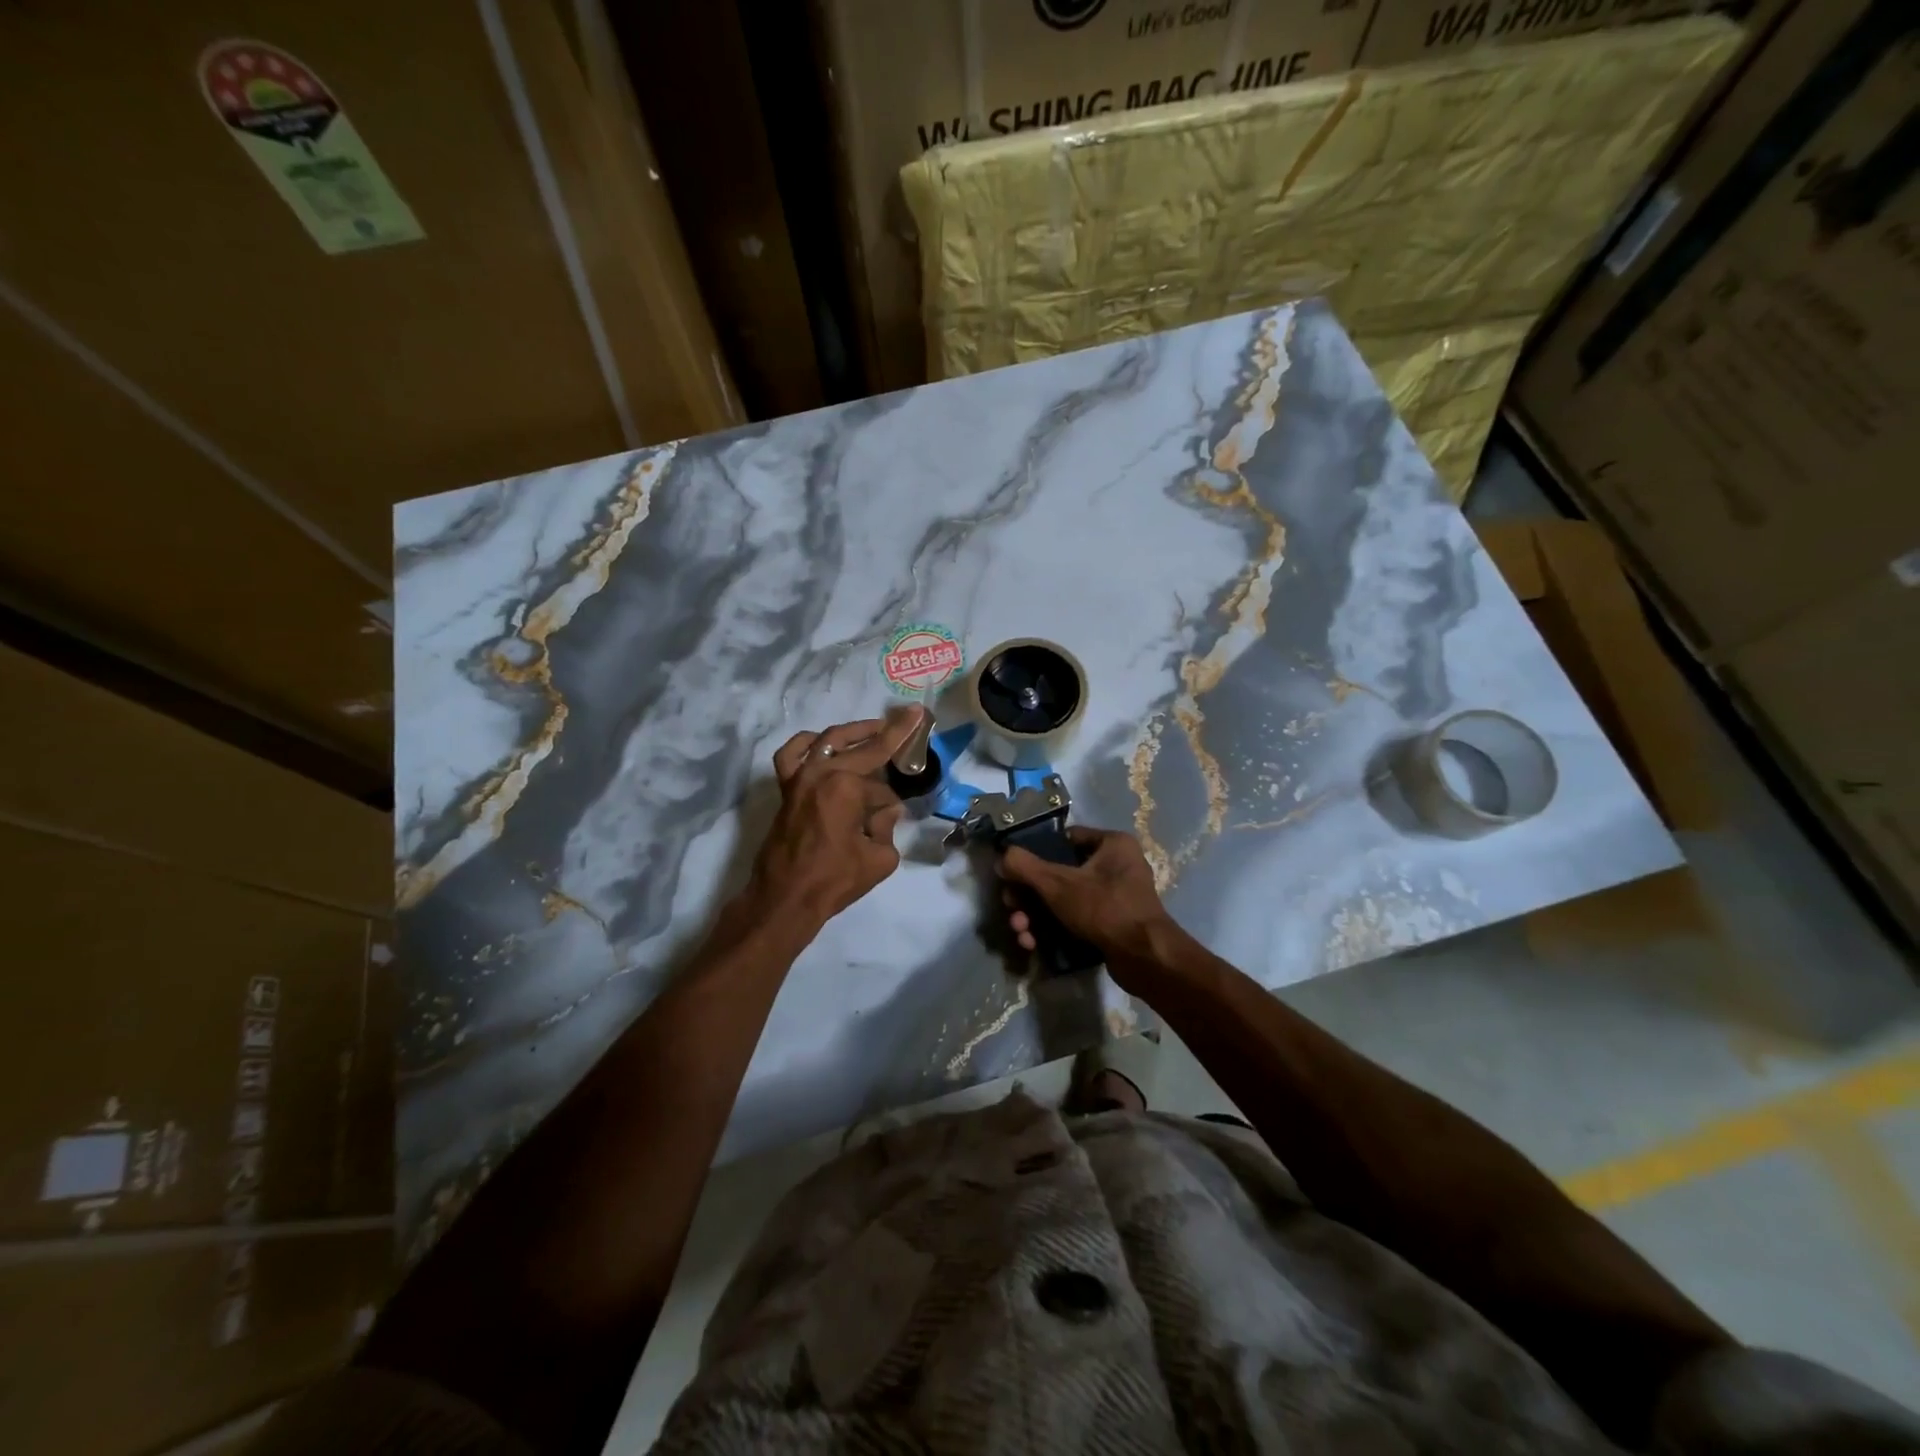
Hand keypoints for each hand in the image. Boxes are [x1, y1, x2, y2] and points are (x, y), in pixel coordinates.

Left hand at [751, 707, 923, 925]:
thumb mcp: (880, 857)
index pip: (883, 784)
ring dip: (853, 732)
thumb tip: (884, 810)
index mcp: (846, 786)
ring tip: (874, 728)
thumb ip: (888, 826)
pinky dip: (805, 744)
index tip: (919, 724)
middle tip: (907, 718)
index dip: (900, 774)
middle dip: (887, 733)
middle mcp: (821, 772)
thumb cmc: (834, 879)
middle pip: (861, 749)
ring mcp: (799, 778)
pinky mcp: (786, 789)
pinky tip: (820, 742)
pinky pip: (791, 755)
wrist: (785, 898)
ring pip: (828, 741)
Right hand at [1000, 826, 1177, 962]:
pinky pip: (1076, 919)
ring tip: (1021, 933)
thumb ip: (1024, 866)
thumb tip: (1002, 857)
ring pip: (1064, 900)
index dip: (1035, 853)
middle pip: (1058, 874)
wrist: (1145, 958)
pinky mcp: (1112, 924)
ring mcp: (1115, 897)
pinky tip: (1034, 945)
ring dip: (1036, 916)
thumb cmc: (1104, 908)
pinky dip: (1054, 929)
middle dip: (1029, 896)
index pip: (1064, 839)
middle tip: (1011, 909)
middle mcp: (1117, 865)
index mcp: (1112, 844)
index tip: (1014, 873)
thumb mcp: (1058, 883)